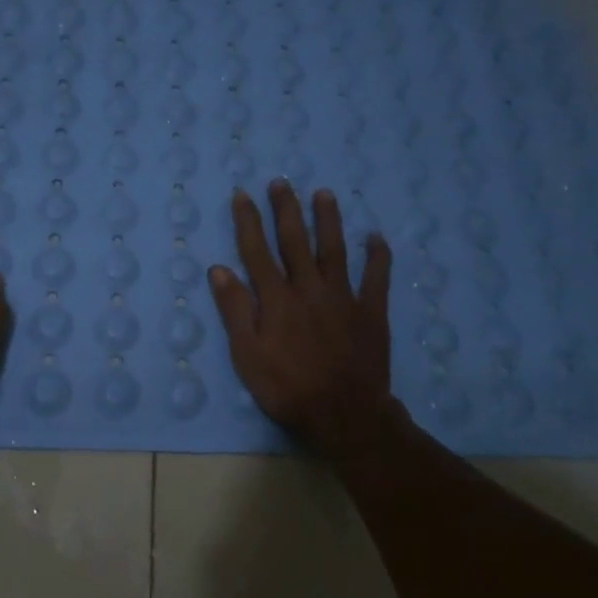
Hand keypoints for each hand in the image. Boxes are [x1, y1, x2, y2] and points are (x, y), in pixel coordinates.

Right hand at [208, 181, 398, 451]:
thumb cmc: (288, 389)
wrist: (344, 415)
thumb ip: (235, 311)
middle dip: (286, 209)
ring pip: (334, 249)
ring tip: (324, 193)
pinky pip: (377, 278)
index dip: (248, 221)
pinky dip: (378, 256)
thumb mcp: (248, 356)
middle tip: (281, 182)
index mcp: (277, 299)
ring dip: (328, 220)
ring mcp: (344, 298)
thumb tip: (219, 269)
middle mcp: (309, 288)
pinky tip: (376, 237)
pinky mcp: (371, 312)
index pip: (257, 251)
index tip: (243, 194)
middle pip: (295, 241)